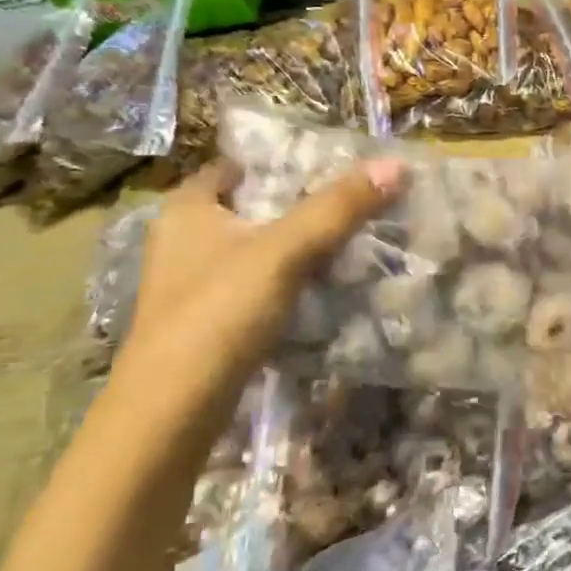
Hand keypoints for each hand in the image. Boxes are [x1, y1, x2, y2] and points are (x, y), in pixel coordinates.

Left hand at [116, 157, 403, 394]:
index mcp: (187, 209)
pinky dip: (289, 283)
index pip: (234, 167)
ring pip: (257, 251)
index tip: (329, 163)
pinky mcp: (210, 323)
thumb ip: (338, 208)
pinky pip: (259, 287)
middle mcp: (184, 241)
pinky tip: (326, 288)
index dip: (279, 161)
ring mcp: (195, 286)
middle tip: (352, 201)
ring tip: (351, 240)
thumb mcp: (284, 251)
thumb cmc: (219, 312)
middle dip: (298, 206)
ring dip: (297, 247)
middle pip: (250, 209)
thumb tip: (396, 164)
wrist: (174, 410)